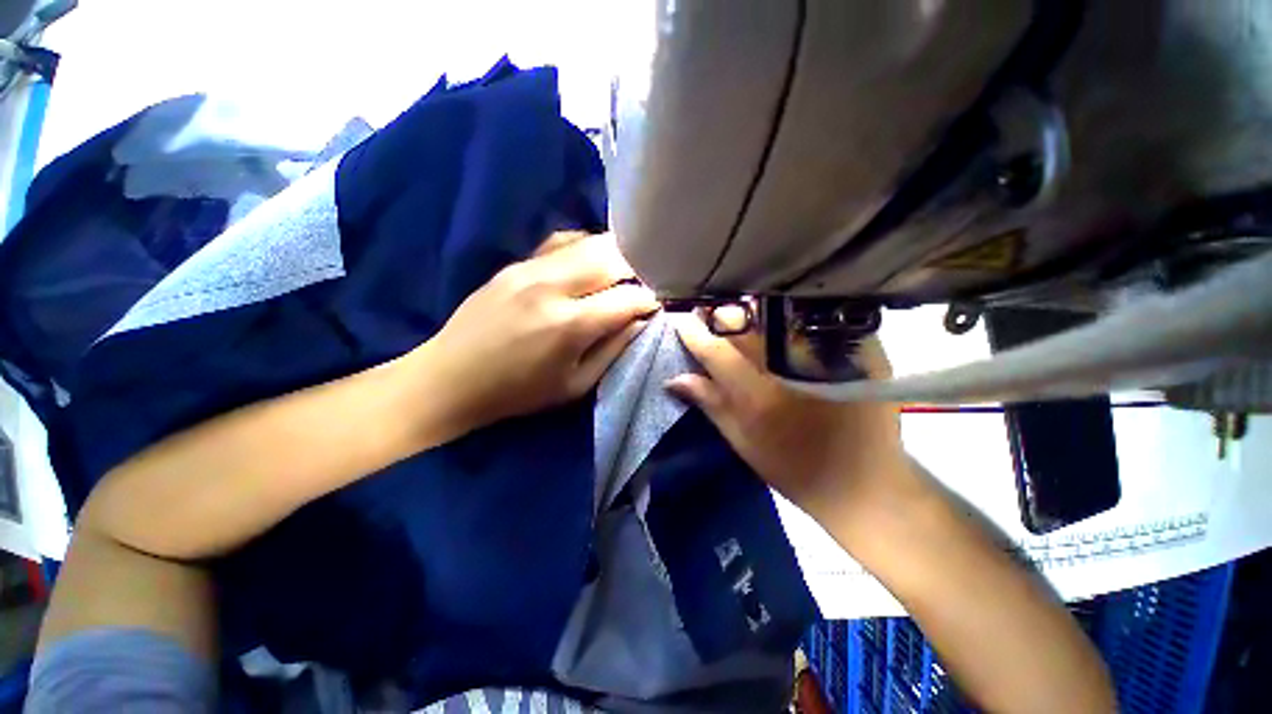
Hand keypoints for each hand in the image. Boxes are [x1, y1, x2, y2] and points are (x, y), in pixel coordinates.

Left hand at [415, 232, 659, 435]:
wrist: (450, 378)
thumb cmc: (519, 393)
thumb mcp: (575, 385)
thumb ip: (614, 350)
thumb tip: (640, 321)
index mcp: (570, 325)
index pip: (628, 297)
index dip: (649, 300)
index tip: (656, 306)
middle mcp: (552, 286)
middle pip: (611, 256)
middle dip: (637, 267)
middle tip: (643, 284)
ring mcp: (530, 269)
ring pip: (588, 242)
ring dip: (614, 253)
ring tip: (623, 271)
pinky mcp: (515, 263)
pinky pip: (561, 242)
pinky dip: (584, 248)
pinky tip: (588, 262)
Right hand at [666, 314, 915, 531]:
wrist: (863, 483)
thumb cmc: (793, 467)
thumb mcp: (743, 441)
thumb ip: (710, 403)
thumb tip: (674, 378)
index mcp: (757, 394)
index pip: (715, 349)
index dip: (693, 332)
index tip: (680, 319)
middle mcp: (788, 366)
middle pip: (745, 322)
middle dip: (721, 314)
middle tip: (710, 313)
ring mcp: (826, 353)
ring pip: (777, 312)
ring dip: (751, 310)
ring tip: (740, 315)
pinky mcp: (858, 349)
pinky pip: (813, 317)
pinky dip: (788, 313)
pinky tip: (780, 318)